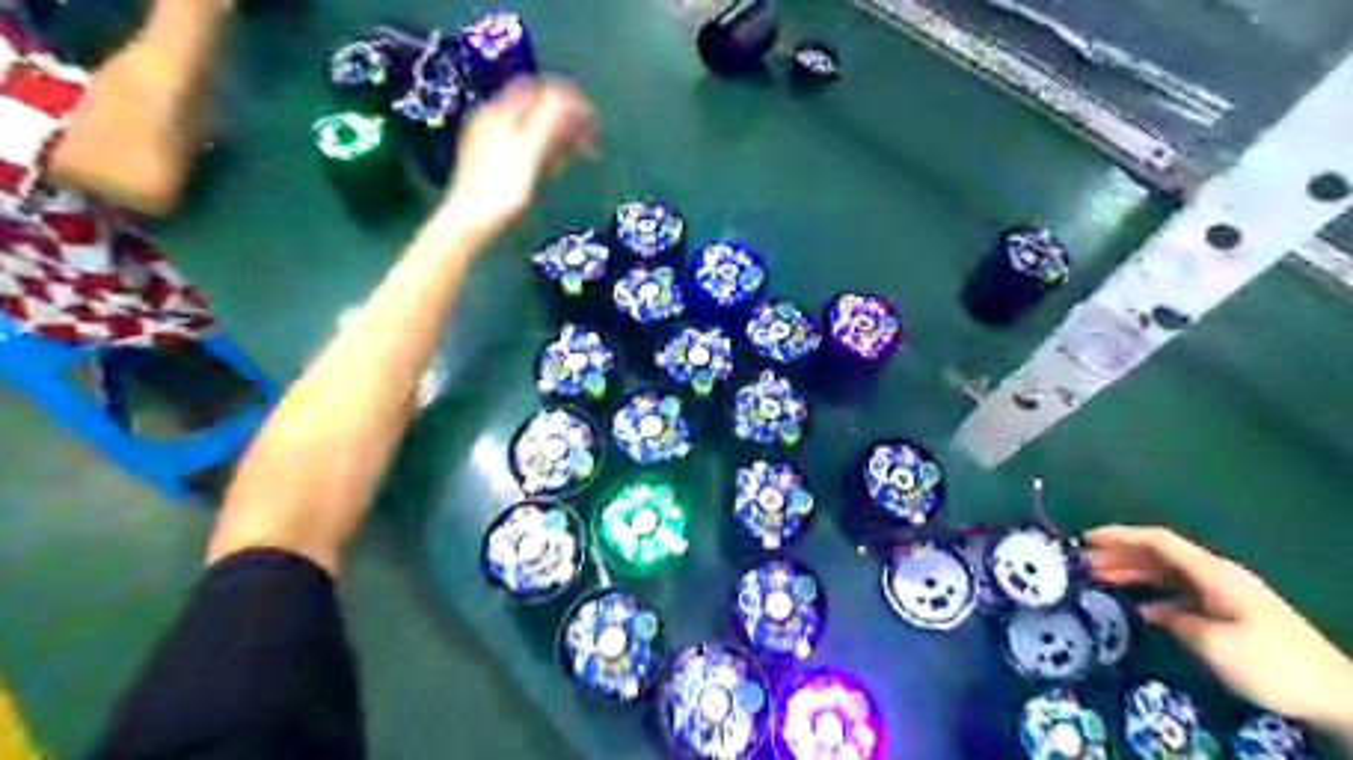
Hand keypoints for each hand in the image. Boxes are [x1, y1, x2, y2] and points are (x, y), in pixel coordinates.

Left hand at [445, 78, 596, 235]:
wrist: (470, 222)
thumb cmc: (501, 191)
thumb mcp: (529, 153)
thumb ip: (547, 122)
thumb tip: (566, 97)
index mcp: (500, 114)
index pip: (540, 90)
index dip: (569, 99)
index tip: (590, 115)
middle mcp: (492, 120)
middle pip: (536, 108)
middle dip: (565, 120)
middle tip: (588, 138)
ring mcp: (489, 140)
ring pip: (531, 127)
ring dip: (556, 137)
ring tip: (575, 156)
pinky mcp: (491, 160)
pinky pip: (524, 145)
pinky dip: (542, 151)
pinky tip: (552, 168)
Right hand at [1086, 526, 1351, 739]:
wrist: (1334, 695)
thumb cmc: (1269, 662)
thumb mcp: (1213, 642)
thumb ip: (1175, 619)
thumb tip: (1152, 611)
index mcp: (1213, 573)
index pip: (1159, 541)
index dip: (1120, 535)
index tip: (1085, 538)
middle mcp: (1215, 576)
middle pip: (1159, 556)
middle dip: (1119, 556)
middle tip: (1083, 564)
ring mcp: (1222, 595)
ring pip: (1166, 575)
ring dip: (1132, 575)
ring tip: (1099, 581)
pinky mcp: (1227, 614)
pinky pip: (1179, 595)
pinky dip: (1153, 597)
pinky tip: (1135, 609)